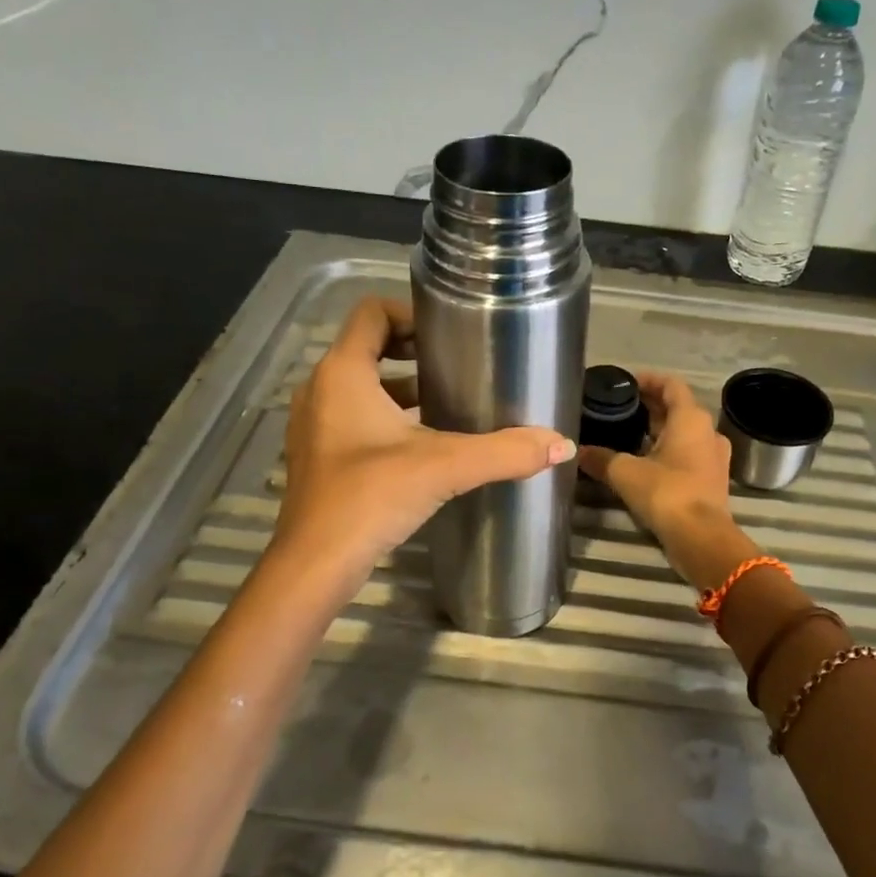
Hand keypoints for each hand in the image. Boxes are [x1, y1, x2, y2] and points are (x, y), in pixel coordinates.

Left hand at [269, 297, 574, 600]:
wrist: (315, 564)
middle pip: (367, 347)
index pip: (371, 312)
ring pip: (361, 386)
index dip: (411, 312)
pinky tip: (424, 443)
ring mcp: (314, 424)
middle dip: (412, 350)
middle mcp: (320, 389)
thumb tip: (561, 445)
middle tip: (458, 362)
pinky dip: (387, 417)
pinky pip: (354, 417)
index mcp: (342, 373)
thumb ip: (504, 452)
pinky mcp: (318, 456)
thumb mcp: (444, 467)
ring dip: (401, 387)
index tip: (451, 330)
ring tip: (449, 400)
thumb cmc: (370, 497)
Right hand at [579, 371, 753, 588]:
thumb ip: (601, 458)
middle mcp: (707, 432)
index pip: (671, 385)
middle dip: (650, 406)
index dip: (648, 379)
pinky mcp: (711, 479)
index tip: (625, 382)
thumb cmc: (667, 493)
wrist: (701, 538)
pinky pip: (688, 454)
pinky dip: (667, 451)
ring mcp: (713, 457)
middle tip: (620, 407)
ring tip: (627, 434)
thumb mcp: (625, 473)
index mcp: (691, 418)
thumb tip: (578, 451)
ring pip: (684, 433)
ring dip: (658, 430)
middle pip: (677, 408)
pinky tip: (643, 461)